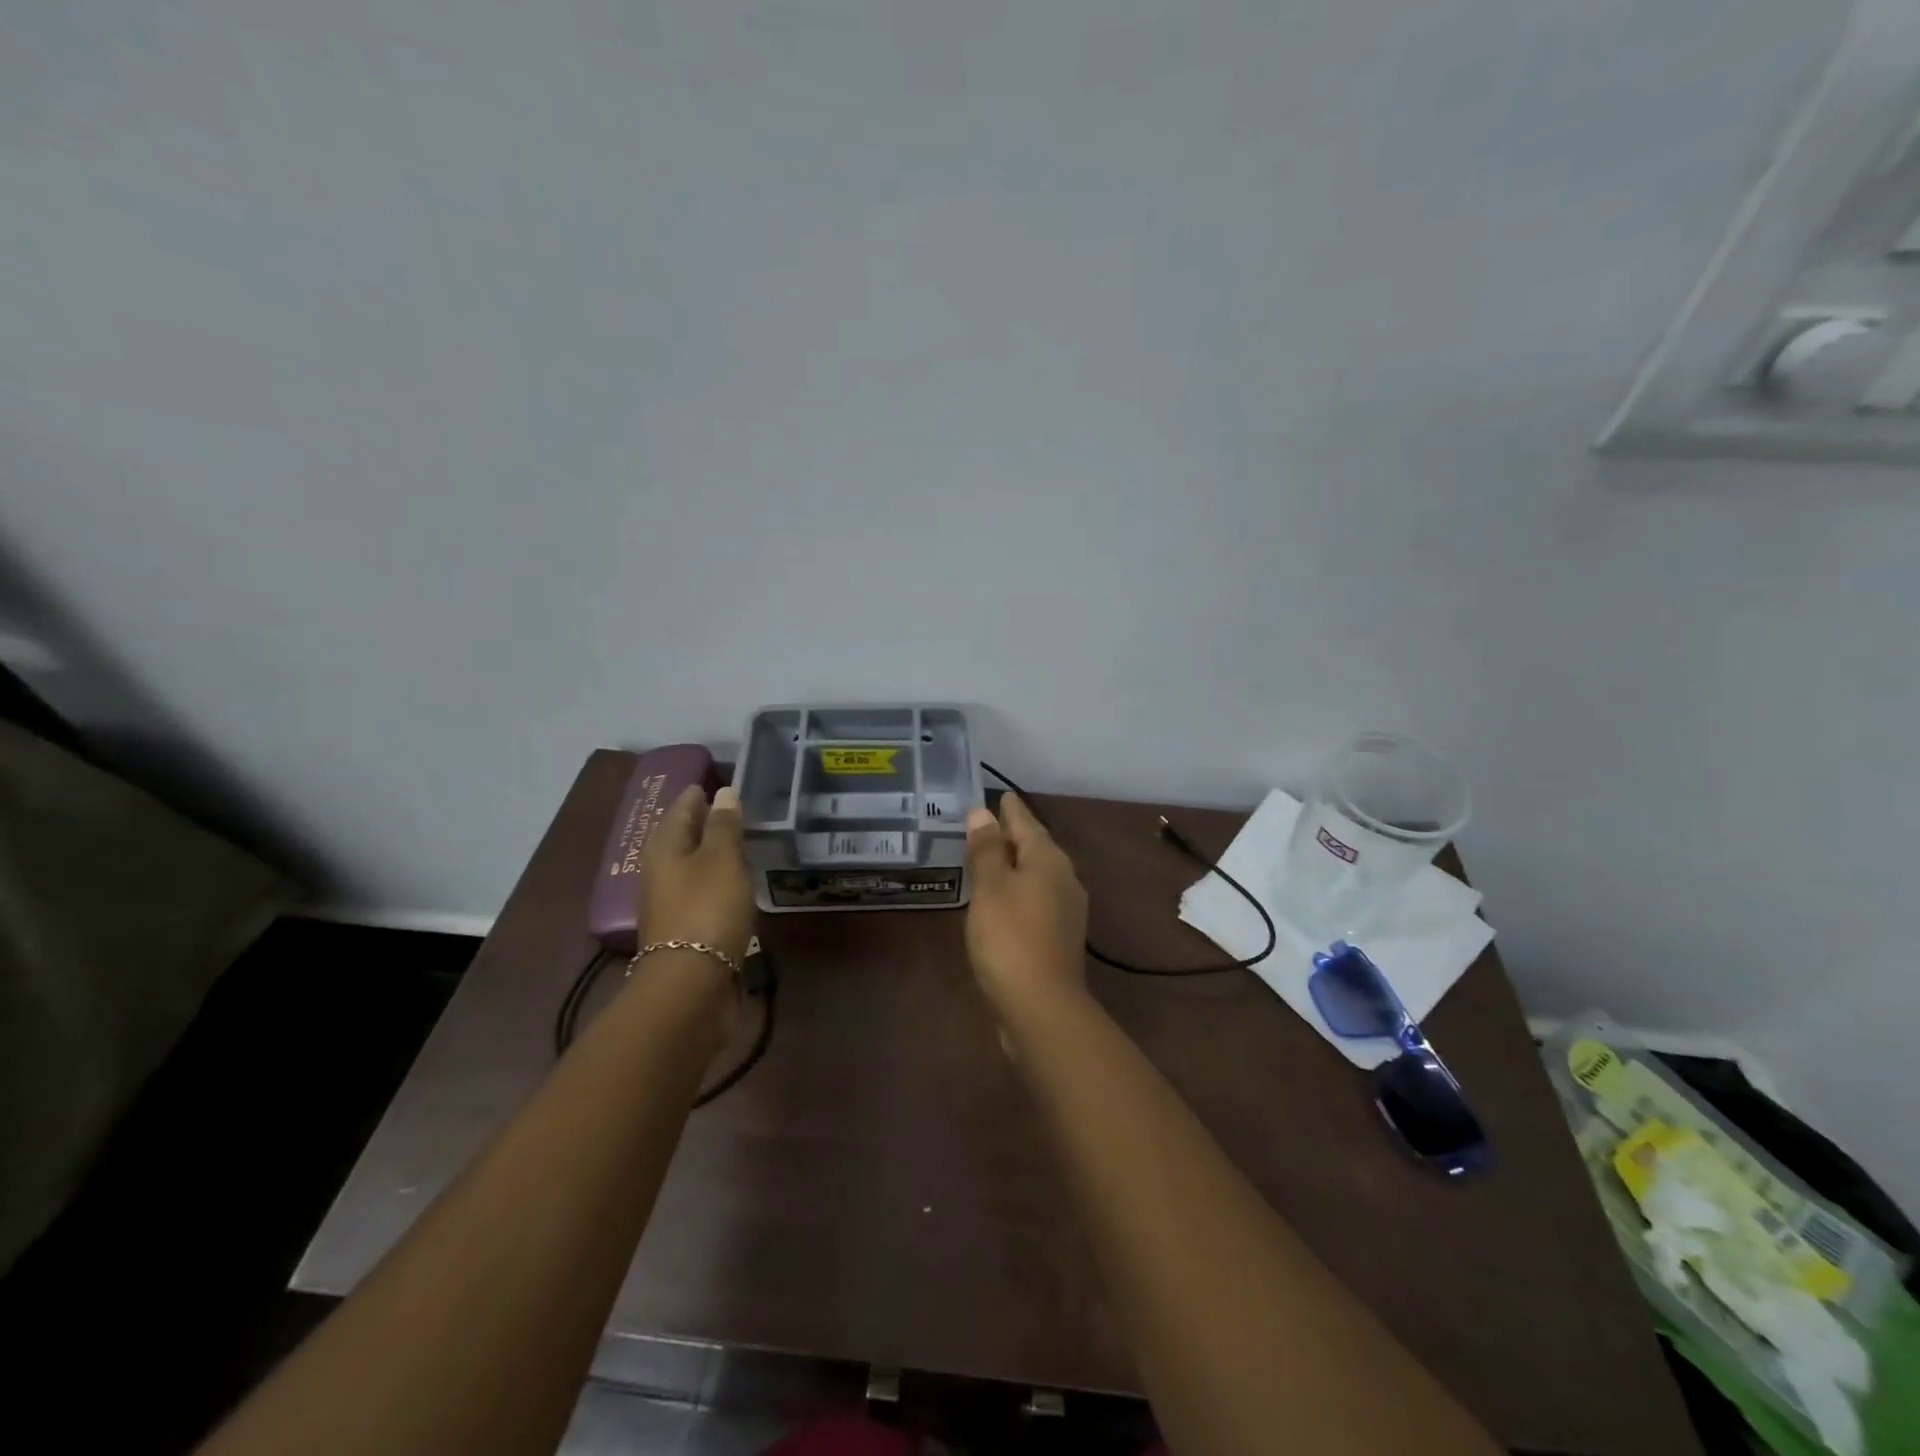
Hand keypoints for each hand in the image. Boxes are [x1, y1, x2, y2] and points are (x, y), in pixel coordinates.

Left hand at [637, 784, 755, 965]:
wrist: (691, 984)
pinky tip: (736, 883)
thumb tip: (723, 792)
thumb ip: (724, 825)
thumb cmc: (707, 908)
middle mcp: (660, 872)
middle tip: (736, 809)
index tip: (721, 781)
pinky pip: (702, 893)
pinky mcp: (685, 930)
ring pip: (692, 867)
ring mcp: (670, 903)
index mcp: (664, 847)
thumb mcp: (722, 859)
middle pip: (683, 837)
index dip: (700, 793)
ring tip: (742, 843)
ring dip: (712, 854)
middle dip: (705, 823)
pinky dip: (717, 882)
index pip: (682, 807)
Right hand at [964, 793, 1088, 1026]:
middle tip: (984, 824)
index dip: (1009, 809)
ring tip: (987, 858)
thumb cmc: (1011, 937)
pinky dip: (1015, 892)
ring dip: (1013, 865)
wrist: (1042, 1007)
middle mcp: (1064, 879)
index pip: (1026, 822)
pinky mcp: (1057, 938)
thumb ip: (987, 849)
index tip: (1000, 794)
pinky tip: (998, 900)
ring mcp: (1065, 911)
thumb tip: (982, 813)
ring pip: (1035, 875)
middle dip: (1011, 835)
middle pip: (1034, 847)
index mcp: (1049, 860)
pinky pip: (1034, 900)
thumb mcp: (991, 887)